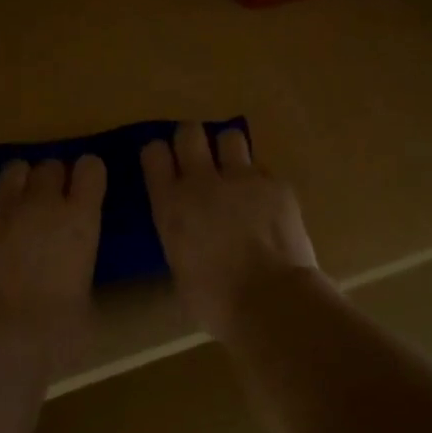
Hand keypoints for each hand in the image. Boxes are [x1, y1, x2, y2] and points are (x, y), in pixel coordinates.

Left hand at [0, 156, 106, 342]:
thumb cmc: (57, 333)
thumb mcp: (86, 301)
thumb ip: (80, 272)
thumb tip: (70, 276)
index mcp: (80, 220)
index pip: (90, 169)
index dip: (88, 175)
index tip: (84, 188)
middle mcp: (42, 203)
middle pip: (49, 165)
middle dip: (51, 179)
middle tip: (48, 203)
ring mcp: (1, 209)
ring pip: (12, 169)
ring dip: (18, 183)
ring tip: (16, 204)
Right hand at [141, 123, 317, 338]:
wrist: (270, 299)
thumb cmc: (215, 300)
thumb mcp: (180, 268)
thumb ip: (180, 238)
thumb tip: (189, 238)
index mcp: (171, 204)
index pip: (154, 154)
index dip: (159, 155)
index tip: (164, 164)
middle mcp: (202, 181)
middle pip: (189, 132)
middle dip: (192, 140)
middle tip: (198, 158)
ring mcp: (243, 178)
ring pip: (231, 137)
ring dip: (229, 151)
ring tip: (235, 172)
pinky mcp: (277, 184)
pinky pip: (264, 169)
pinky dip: (262, 182)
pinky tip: (267, 204)